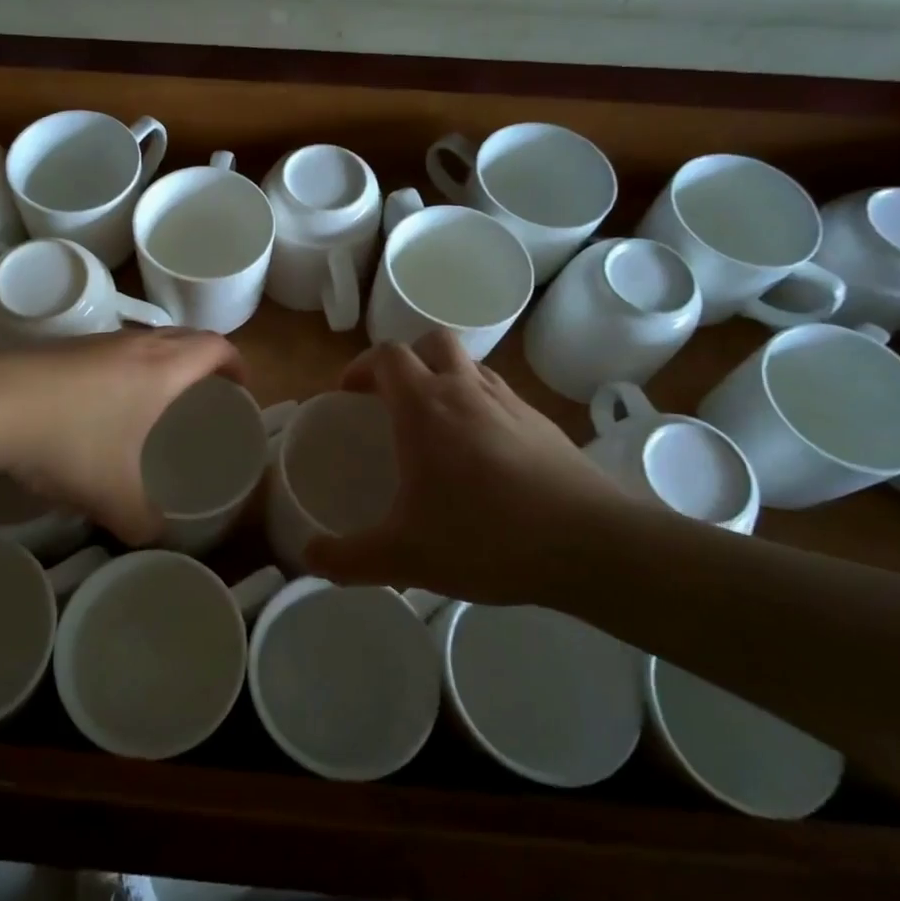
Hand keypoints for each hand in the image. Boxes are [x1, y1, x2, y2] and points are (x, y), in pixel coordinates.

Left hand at [0, 330, 246, 545]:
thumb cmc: (71, 440)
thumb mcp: (114, 496)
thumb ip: (144, 523)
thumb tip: (155, 537)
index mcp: (164, 368)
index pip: (218, 346)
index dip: (238, 365)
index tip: (241, 390)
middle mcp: (136, 344)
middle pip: (186, 337)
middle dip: (205, 362)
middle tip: (206, 398)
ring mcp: (97, 340)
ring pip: (147, 340)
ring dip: (163, 362)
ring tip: (159, 402)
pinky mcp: (64, 347)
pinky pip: (113, 350)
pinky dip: (127, 368)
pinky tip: (105, 406)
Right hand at [302, 332, 637, 604]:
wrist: (591, 545)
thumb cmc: (485, 537)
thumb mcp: (404, 556)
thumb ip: (348, 558)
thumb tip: (309, 558)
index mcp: (425, 406)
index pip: (387, 355)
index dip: (363, 366)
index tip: (350, 394)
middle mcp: (466, 390)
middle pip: (433, 342)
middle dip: (408, 360)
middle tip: (393, 400)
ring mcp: (511, 403)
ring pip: (471, 366)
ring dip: (447, 380)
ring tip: (438, 427)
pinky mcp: (545, 425)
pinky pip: (501, 398)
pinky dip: (482, 408)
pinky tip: (484, 459)